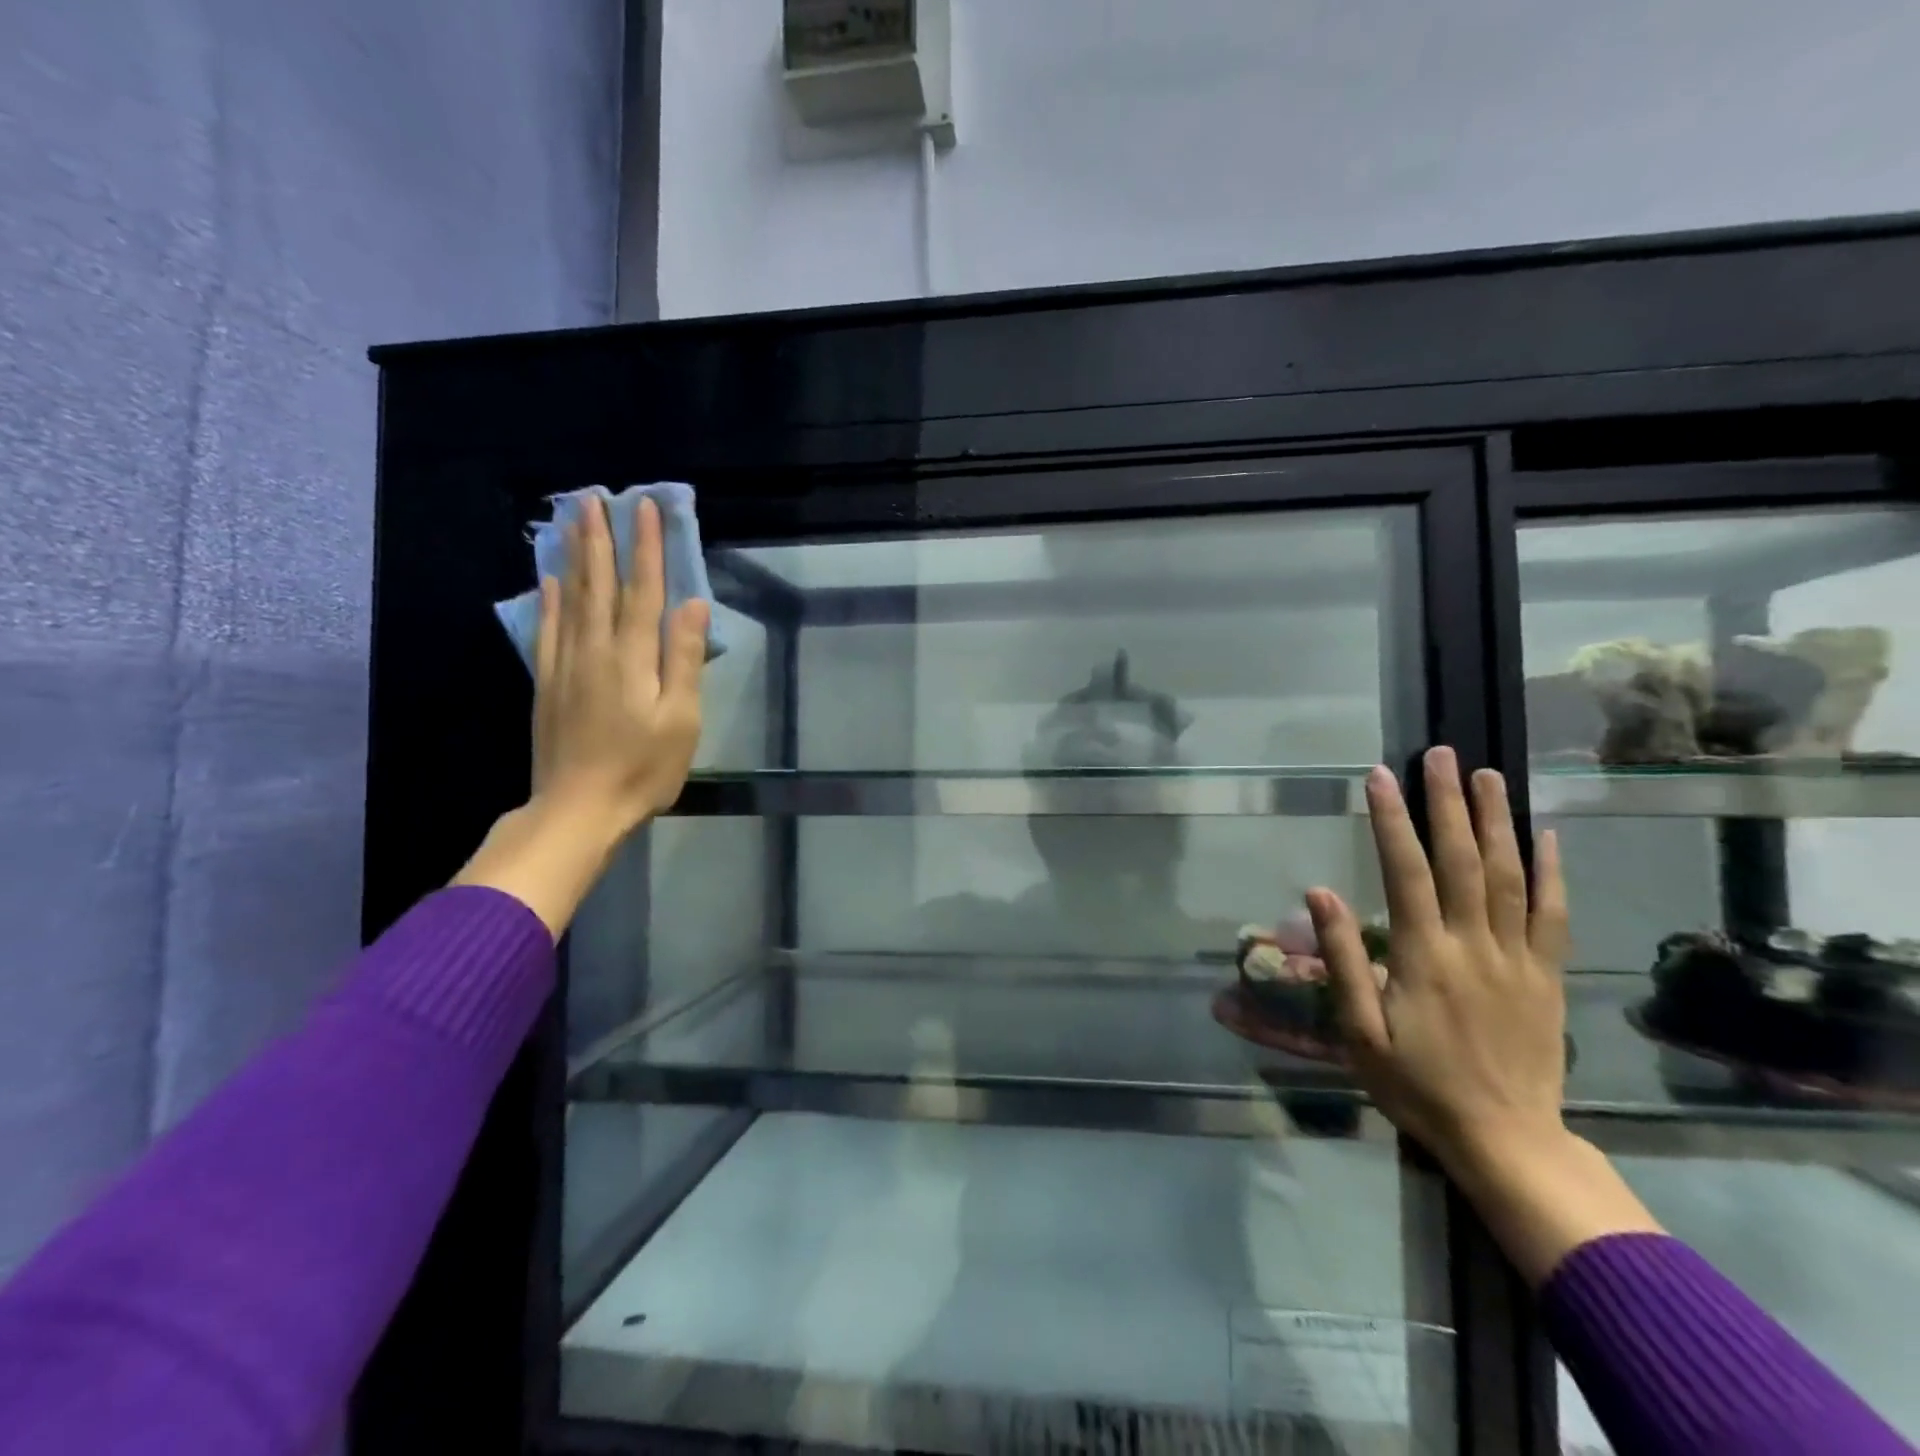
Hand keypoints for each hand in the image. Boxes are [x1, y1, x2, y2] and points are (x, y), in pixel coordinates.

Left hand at [531, 493, 708, 833]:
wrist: (579, 809)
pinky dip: (548, 600)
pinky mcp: (547, 683)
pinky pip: (546, 629)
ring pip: (569, 599)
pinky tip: (547, 579)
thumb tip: (694, 605)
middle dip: (600, 538)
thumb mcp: (682, 719)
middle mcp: (595, 650)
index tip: (646, 507)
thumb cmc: (643, 768)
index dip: (646, 547)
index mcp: (633, 657)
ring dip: (573, 557)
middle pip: (599, 584)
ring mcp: (565, 665)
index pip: (643, 589)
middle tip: (594, 497)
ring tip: (571, 521)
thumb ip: (686, 659)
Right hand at [1306, 747, 1568, 1177]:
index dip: (1392, 820)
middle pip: (1461, 860)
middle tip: (1441, 755)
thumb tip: (1321, 892)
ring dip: (1496, 821)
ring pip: (1509, 875)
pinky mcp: (1547, 976)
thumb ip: (1343, 959)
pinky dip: (1552, 871)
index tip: (1380, 776)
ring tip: (1486, 775)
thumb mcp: (1359, 1032)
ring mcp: (1517, 958)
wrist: (1506, 1140)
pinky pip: (1553, 914)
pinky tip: (1545, 835)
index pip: (1405, 871)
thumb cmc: (1417, 1085)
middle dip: (1448, 803)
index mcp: (1423, 956)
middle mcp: (1473, 945)